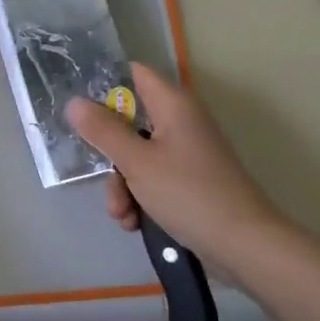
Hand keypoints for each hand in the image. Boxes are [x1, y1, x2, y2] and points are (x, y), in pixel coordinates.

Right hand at [65, 63, 285, 264]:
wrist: (245, 246)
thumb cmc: (189, 194)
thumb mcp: (136, 162)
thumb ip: (102, 130)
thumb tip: (74, 102)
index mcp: (173, 105)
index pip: (133, 74)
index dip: (104, 82)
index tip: (78, 103)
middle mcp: (181, 122)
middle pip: (129, 121)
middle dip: (109, 152)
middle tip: (100, 174)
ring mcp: (186, 153)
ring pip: (137, 155)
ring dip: (122, 184)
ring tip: (122, 214)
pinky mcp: (190, 182)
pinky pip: (153, 179)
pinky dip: (140, 198)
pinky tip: (134, 222)